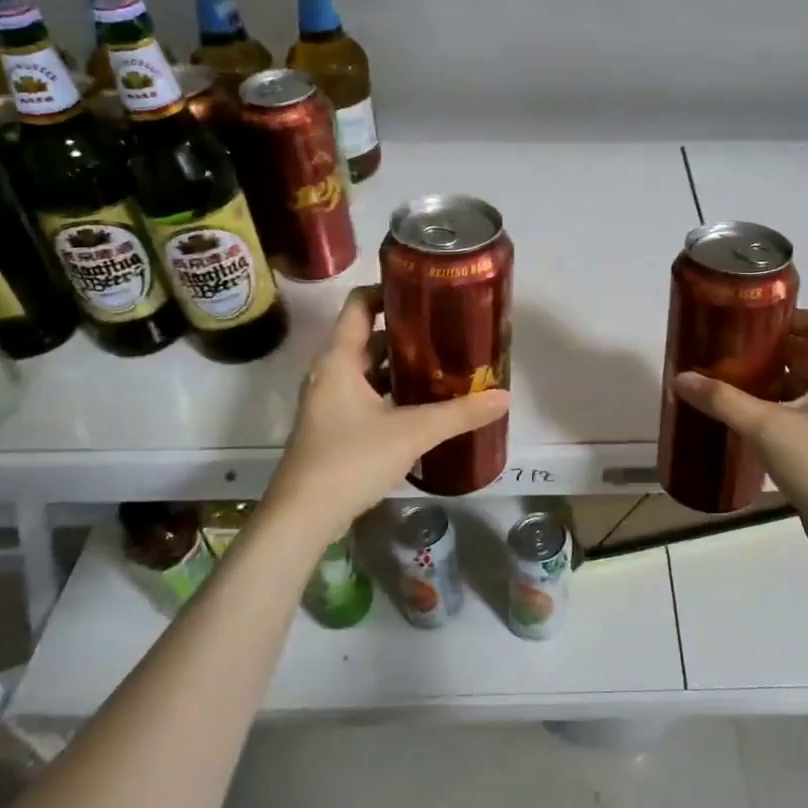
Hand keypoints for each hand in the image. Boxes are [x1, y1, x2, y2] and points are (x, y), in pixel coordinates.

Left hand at [263, 287, 509, 537]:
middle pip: (368, 337)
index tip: (425, 290)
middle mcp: (330, 373)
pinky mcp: (334, 428)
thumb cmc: (351, 460)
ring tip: (444, 364)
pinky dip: (393, 392)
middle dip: (407, 332)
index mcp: (339, 360)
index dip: (388, 290)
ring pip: (369, 369)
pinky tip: (424, 405)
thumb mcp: (412, 432)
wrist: (303, 518)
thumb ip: (460, 413)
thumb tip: (504, 397)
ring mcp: (329, 402)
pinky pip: (367, 395)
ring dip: (401, 365)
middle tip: (448, 330)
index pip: (359, 304)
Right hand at [672, 309, 807, 559]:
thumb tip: (681, 377)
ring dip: (764, 376)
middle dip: (765, 346)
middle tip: (724, 349)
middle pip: (802, 349)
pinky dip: (769, 403)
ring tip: (724, 378)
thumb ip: (722, 400)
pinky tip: (738, 414)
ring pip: (796, 379)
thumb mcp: (766, 428)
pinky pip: (794, 406)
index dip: (785, 314)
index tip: (746, 322)